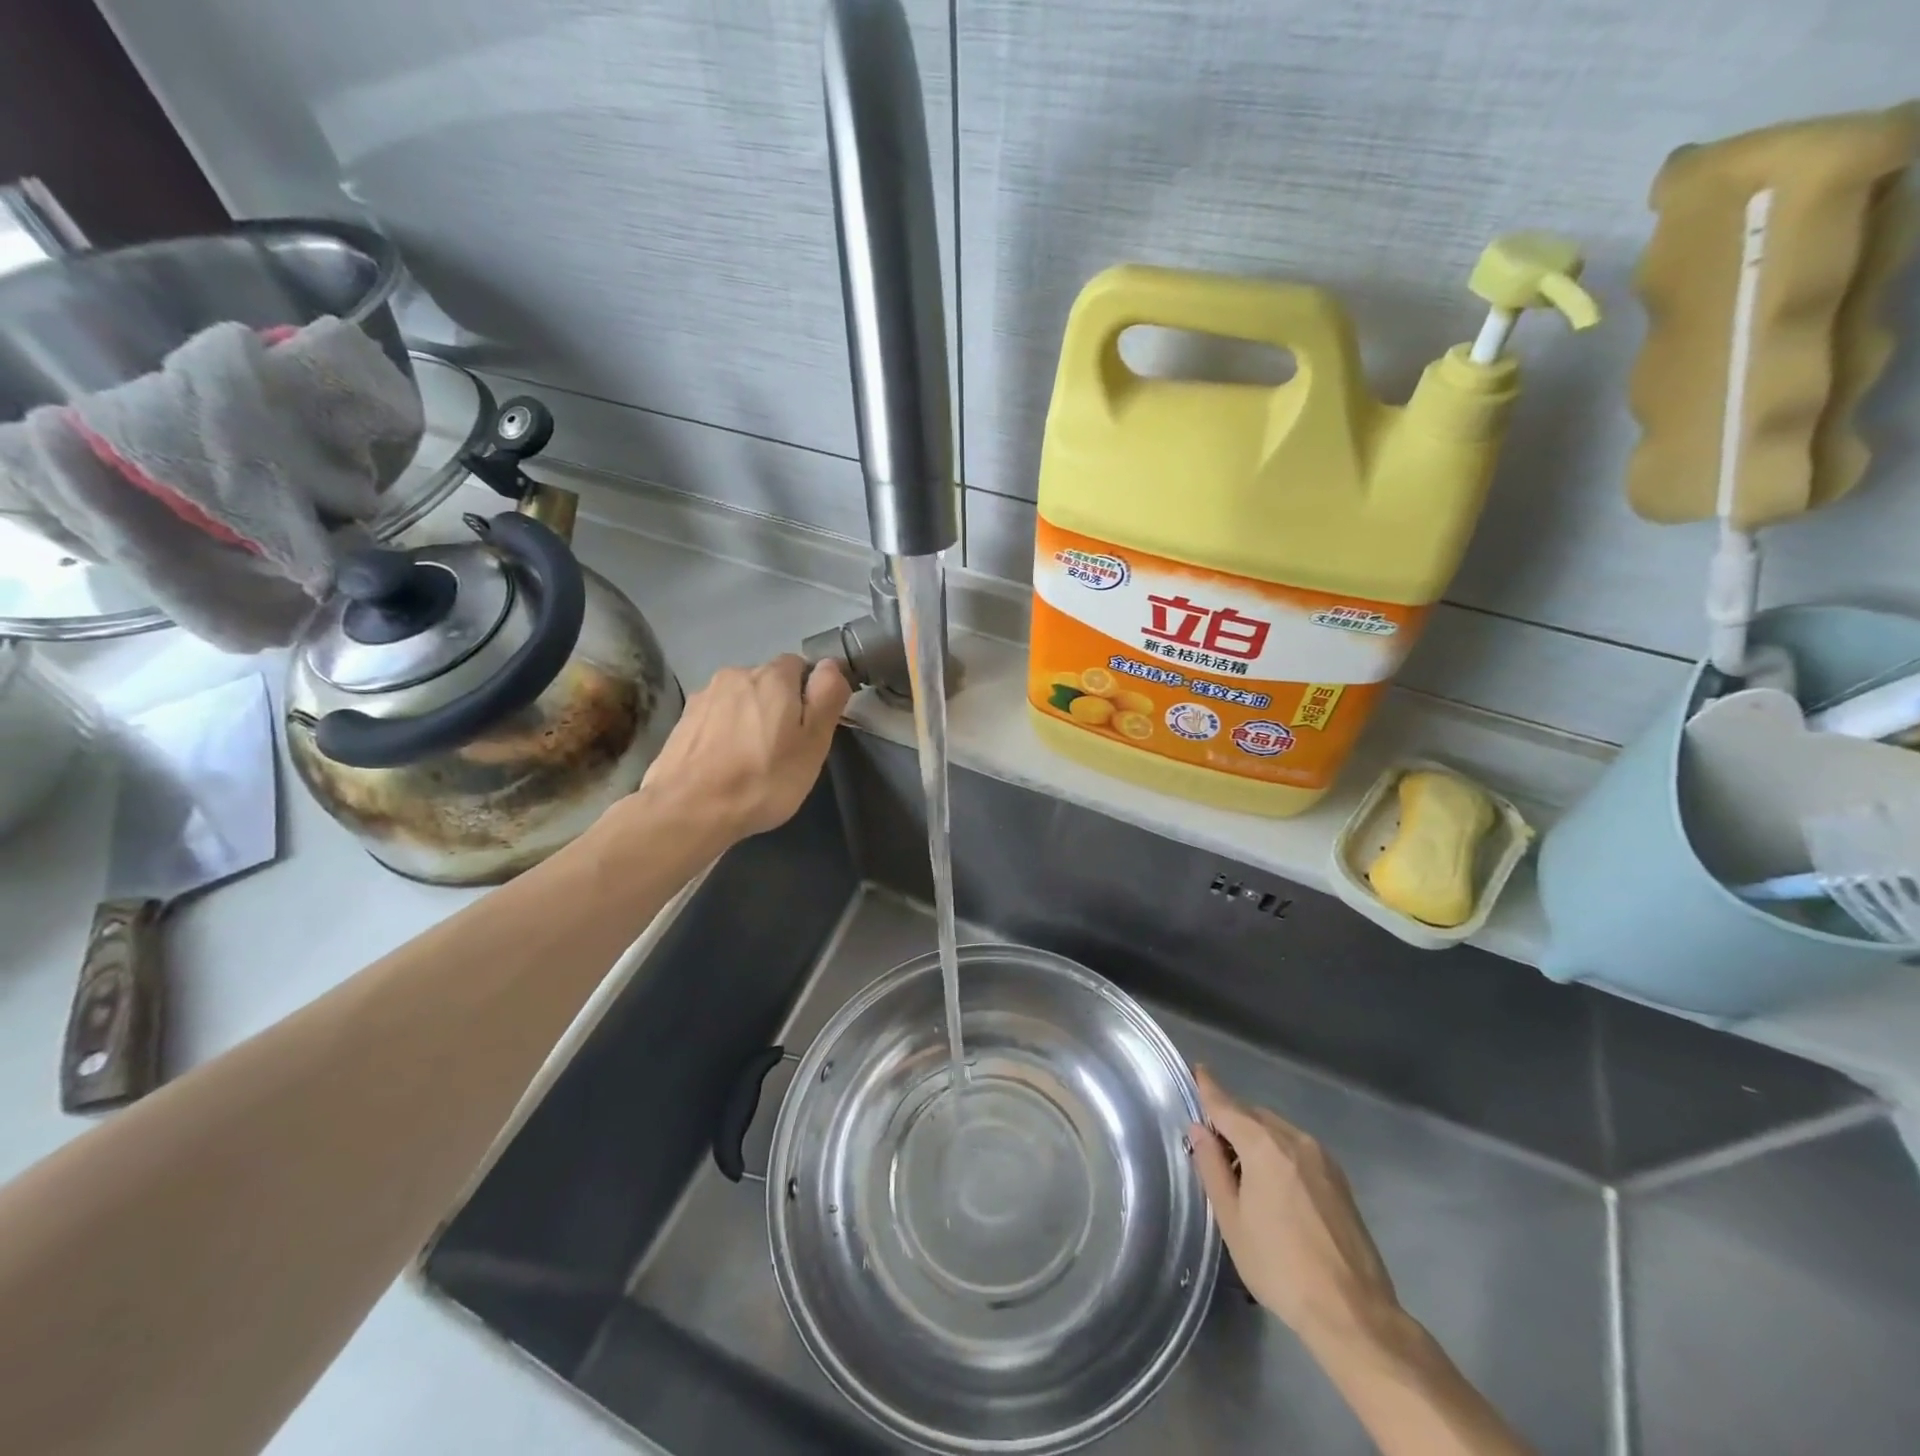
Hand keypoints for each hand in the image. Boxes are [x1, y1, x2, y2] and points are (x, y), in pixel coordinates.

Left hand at [630, 655, 850, 847]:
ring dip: (748, 719)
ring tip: (750, 760)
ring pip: (740, 700)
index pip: (801, 666)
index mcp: (772, 675)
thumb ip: (827, 697)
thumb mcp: (813, 744)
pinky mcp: (682, 721)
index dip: (809, 695)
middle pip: (768, 682)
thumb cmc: (763, 779)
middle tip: (783, 750)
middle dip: (778, 706)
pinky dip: (724, 733)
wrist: (687, 811)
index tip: (809, 729)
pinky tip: (724, 764)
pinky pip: (716, 718)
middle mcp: (736, 674)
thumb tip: (831, 665)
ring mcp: (704, 697)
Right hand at [1191, 1065, 1399, 1350]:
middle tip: (1212, 1146)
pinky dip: (1278, 1152)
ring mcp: (1322, 1158)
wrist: (1353, 1312)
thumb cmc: (1280, 1267)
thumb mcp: (1232, 1220)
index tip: (1197, 1069)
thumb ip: (1212, 1167)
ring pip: (1277, 1132)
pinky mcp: (1339, 1179)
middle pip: (1253, 1116)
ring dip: (1255, 1138)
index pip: (1226, 1104)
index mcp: (1263, 1145)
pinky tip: (1273, 1187)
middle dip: (1231, 1121)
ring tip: (1241, 1173)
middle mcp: (1294, 1139)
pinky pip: (1297, 1149)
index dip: (1208, 1087)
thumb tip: (1198, 1129)